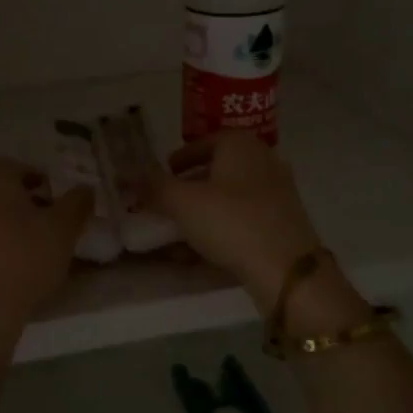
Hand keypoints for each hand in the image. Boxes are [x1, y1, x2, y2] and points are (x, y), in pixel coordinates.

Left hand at [0, 158, 93, 353]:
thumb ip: (77, 203)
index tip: (62, 209)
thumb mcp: (63, 228)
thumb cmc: (22, 258)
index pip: (25, 170)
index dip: (48, 187)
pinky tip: (13, 266)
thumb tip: (85, 189)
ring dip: (11, 225)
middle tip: (50, 227)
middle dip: (28, 204)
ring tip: (35, 249)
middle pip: (4, 191)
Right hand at [147, 132, 322, 311]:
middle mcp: (263, 159)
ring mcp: (278, 191)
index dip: (179, 159)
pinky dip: (224, 227)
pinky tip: (205, 250)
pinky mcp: (285, 221)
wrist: (287, 269)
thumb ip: (152, 186)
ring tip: (182, 231)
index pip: (202, 143)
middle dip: (191, 186)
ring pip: (231, 196)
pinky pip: (246, 217)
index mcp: (240, 144)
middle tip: (168, 203)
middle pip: (218, 169)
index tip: (162, 176)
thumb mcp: (182, 202)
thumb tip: (125, 174)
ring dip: (205, 210)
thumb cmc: (231, 221)